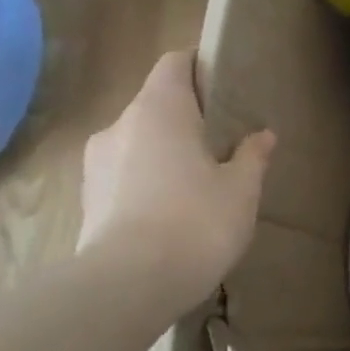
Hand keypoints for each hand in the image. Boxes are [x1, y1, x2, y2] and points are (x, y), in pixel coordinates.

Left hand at [77, 50, 274, 299]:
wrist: (127, 287)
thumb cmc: (196, 221)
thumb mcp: (242, 188)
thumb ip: (251, 156)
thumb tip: (262, 135)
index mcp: (159, 109)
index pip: (174, 63)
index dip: (200, 66)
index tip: (226, 84)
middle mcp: (120, 125)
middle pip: (156, 104)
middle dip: (187, 117)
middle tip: (222, 140)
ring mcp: (95, 163)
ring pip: (139, 141)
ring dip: (165, 151)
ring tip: (198, 180)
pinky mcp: (87, 199)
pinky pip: (125, 173)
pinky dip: (148, 180)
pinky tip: (172, 209)